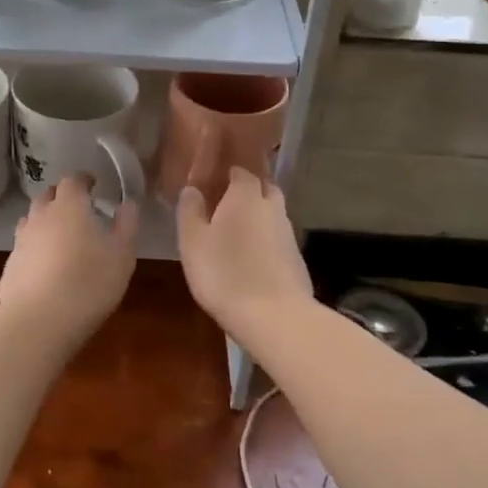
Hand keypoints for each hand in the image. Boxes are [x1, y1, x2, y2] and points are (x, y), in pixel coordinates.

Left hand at [0, 176, 138, 342]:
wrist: (40, 321)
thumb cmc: (90, 282)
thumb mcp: (122, 254)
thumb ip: (127, 225)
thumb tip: (127, 204)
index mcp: (69, 207)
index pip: (72, 180)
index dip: (83, 180)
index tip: (93, 185)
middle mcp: (40, 216)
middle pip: (47, 196)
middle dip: (61, 197)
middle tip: (77, 209)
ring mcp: (21, 241)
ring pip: (31, 220)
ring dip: (45, 221)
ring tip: (60, 236)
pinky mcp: (10, 266)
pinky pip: (24, 248)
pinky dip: (35, 249)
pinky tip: (45, 267)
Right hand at [176, 169, 312, 337]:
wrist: (275, 317)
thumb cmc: (225, 273)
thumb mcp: (193, 242)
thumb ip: (190, 211)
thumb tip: (192, 189)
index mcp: (245, 195)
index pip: (241, 171)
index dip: (227, 173)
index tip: (213, 182)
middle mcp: (272, 207)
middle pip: (264, 188)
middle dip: (248, 191)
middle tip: (225, 205)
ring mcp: (289, 233)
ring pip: (273, 214)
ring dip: (258, 217)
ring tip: (236, 234)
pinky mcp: (297, 259)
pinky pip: (278, 239)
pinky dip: (266, 241)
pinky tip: (252, 259)